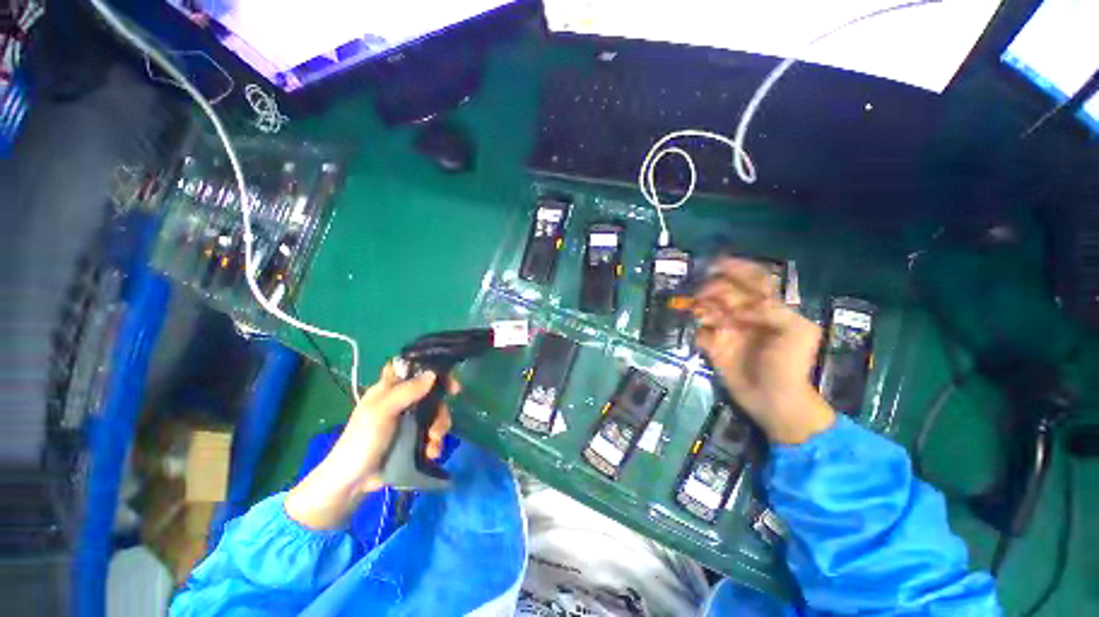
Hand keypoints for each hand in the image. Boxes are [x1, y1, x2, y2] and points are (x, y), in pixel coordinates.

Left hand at [285, 362, 455, 529]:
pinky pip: (433, 434)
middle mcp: (402, 401)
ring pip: (436, 414)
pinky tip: (431, 453)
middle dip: (441, 407)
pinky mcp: (414, 439)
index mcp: (390, 389)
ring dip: (440, 428)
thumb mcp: (381, 412)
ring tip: (434, 442)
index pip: (412, 369)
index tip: (447, 377)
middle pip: (432, 393)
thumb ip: (406, 391)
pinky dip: (435, 443)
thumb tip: (433, 374)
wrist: (352, 483)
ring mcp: (409, 421)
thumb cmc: (361, 441)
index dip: (430, 369)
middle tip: (444, 417)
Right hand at [692, 257, 834, 443]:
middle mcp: (745, 315)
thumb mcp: (796, 333)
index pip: (752, 281)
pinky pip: (700, 333)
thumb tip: (739, 305)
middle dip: (713, 289)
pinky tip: (705, 338)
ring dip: (703, 308)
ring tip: (704, 316)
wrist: (774, 401)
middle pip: (725, 292)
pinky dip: (700, 332)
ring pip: (709, 309)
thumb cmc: (790, 365)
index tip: (716, 263)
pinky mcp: (714, 346)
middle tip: (703, 295)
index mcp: (767, 309)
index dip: (736, 269)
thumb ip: (772, 310)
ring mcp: (728, 330)